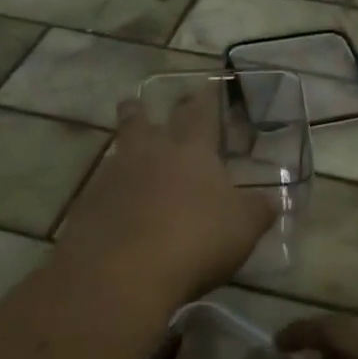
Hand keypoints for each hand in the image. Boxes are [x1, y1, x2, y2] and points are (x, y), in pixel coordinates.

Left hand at [55, 87, 276, 306]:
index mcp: (191, 151)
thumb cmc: (195, 240)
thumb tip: (270, 200)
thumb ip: (258, 210)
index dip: (204, 100)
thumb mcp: (243, 228)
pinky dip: (108, 192)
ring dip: (122, 148)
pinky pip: (99, 190)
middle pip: (141, 121)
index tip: (203, 85)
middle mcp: (149, 154)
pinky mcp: (87, 207)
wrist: (121, 273)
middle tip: (138, 101)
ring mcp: (112, 178)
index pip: (200, 114)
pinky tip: (115, 207)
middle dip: (142, 110)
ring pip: (117, 152)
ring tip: (127, 153)